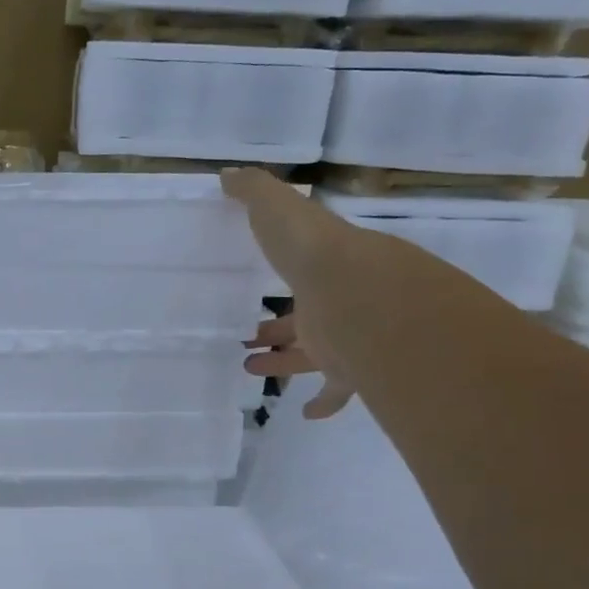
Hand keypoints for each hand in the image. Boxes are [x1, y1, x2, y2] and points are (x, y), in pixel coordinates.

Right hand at [222, 168, 357, 419]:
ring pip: (312, 356)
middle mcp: (335, 304)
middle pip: (303, 320)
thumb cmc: (314, 253)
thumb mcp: (277, 209)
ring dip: (283, 363)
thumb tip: (227, 175)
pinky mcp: (350, 372)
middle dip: (276, 329)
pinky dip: (323, 404)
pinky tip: (304, 414)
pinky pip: (338, 392)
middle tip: (249, 338)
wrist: (361, 296)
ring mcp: (345, 340)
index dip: (280, 279)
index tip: (257, 290)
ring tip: (249, 367)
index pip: (301, 272)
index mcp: (322, 268)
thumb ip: (253, 191)